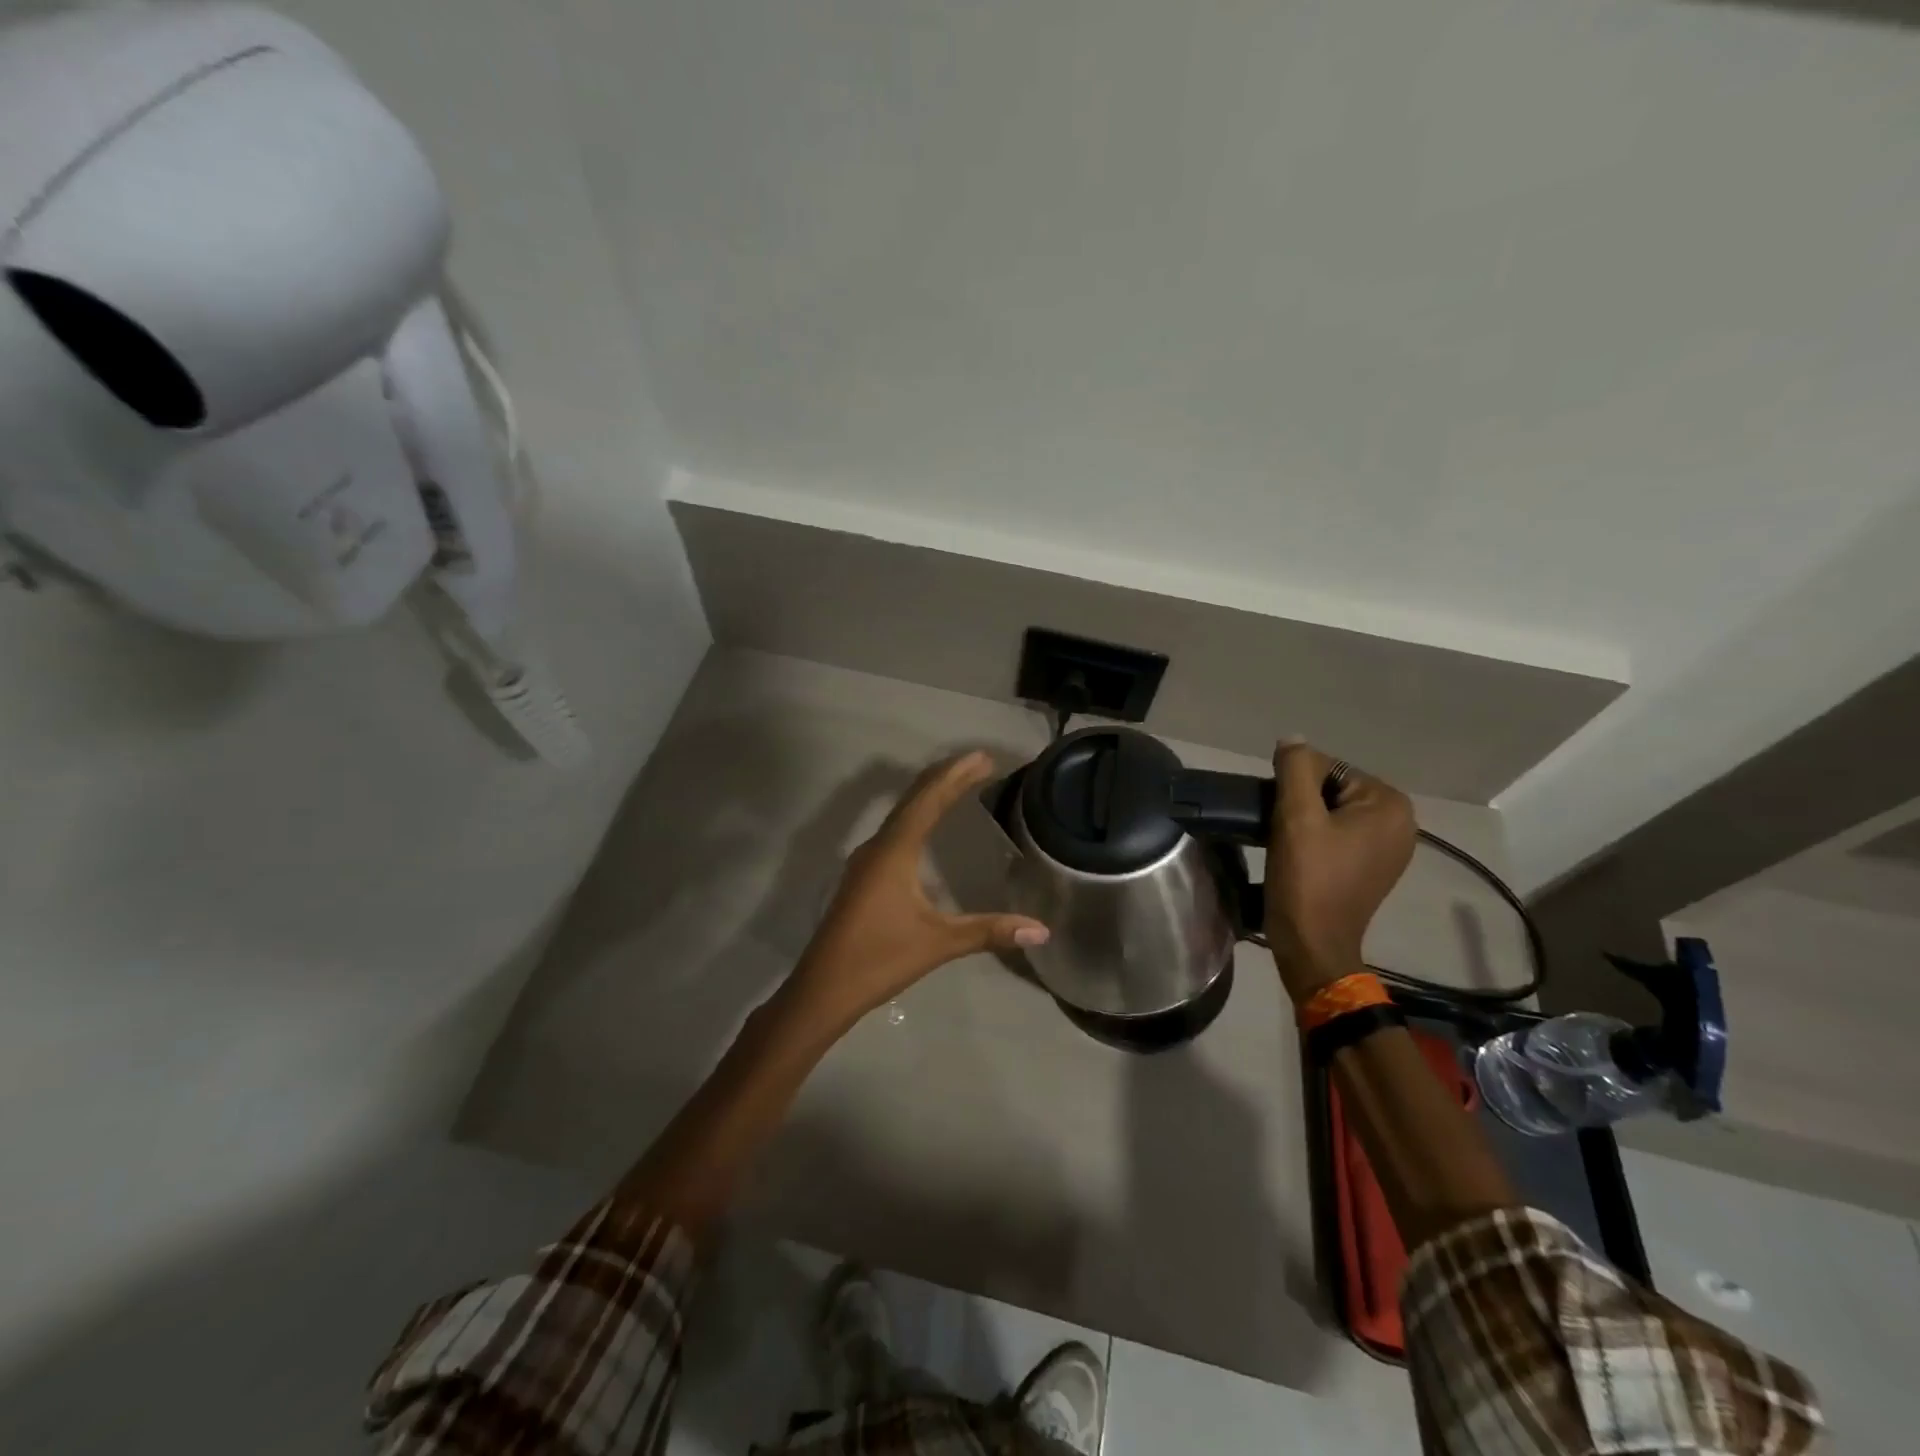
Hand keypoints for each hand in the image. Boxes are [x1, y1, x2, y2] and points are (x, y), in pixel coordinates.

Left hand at [786, 751, 1049, 1026]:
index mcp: (894, 851)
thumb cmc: (879, 959)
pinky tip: (925, 827)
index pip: (928, 800)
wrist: (822, 989)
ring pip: (901, 814)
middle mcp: (877, 847)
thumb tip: (1041, 931)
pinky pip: (894, 832)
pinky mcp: (862, 877)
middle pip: (913, 799)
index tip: (983, 757)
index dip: (956, 775)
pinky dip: (916, 817)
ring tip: (957, 784)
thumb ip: (989, 931)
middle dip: (946, 778)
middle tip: (978, 763)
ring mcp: (865, 861)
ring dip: (929, 795)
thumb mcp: (939, 944)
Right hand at [1264, 740, 1415, 1004]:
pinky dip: (1316, 837)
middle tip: (1278, 829)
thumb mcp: (1296, 816)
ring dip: (1304, 820)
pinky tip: (1299, 855)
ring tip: (1285, 843)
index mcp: (1389, 804)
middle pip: (1332, 788)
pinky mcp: (1374, 867)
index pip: (1328, 767)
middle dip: (1300, 801)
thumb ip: (1296, 768)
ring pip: (1333, 812)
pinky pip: (1339, 834)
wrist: (1313, 945)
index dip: (1293, 784)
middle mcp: (1401, 821)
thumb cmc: (1307, 879)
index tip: (1278, 814)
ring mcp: (1390, 848)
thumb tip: (1292, 739)